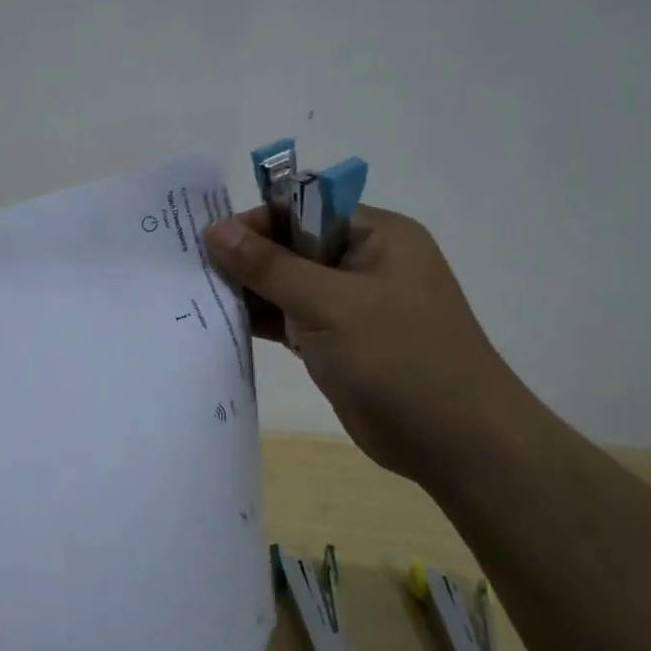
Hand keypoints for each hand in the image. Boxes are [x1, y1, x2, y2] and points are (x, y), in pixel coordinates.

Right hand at [203, 206, 534, 484]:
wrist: (455, 442)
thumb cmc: (399, 357)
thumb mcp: (329, 303)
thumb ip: (269, 266)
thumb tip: (215, 229)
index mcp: (376, 236)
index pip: (304, 208)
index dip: (257, 220)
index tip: (209, 240)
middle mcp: (363, 264)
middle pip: (292, 247)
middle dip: (247, 258)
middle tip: (194, 270)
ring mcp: (351, 306)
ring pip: (288, 286)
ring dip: (250, 292)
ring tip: (198, 296)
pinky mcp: (338, 344)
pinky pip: (292, 321)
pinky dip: (263, 322)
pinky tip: (222, 324)